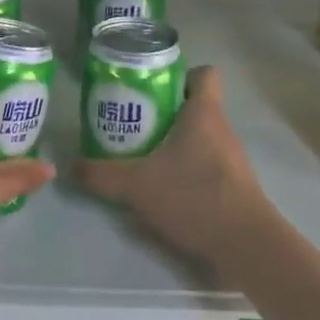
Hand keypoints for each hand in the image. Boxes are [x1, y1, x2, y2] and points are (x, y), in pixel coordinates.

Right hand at [74, 66, 278, 270]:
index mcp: (204, 113)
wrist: (246, 245)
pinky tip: (163, 188)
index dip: (180, 75)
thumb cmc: (194, 196)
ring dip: (173, 143)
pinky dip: (185, 169)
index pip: (204, 74)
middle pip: (194, 106)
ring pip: (199, 137)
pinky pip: (206, 164)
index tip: (153, 89)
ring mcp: (231, 158)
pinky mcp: (234, 185)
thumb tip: (73, 167)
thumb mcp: (137, 185)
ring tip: (142, 156)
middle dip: (164, 112)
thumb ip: (102, 174)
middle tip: (132, 123)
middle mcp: (221, 128)